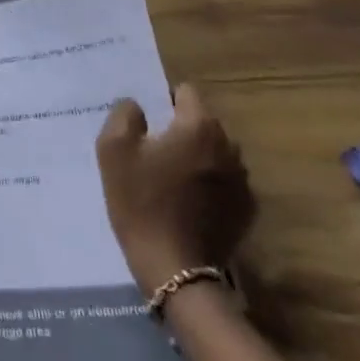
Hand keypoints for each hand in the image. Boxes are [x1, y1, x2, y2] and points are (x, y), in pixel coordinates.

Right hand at [96, 85, 255, 291]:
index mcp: (199, 126)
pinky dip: (208, 186)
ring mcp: (243, 180)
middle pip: (202, 123)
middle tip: (152, 151)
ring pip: (214, 153)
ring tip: (170, 179)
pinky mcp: (246, 210)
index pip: (185, 92)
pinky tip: (187, 204)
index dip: (162, 100)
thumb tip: (136, 106)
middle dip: (180, 130)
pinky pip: (224, 183)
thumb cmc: (141, 202)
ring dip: (196, 158)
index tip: (145, 122)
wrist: (174, 268)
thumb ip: (124, 115)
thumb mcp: (113, 151)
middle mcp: (229, 147)